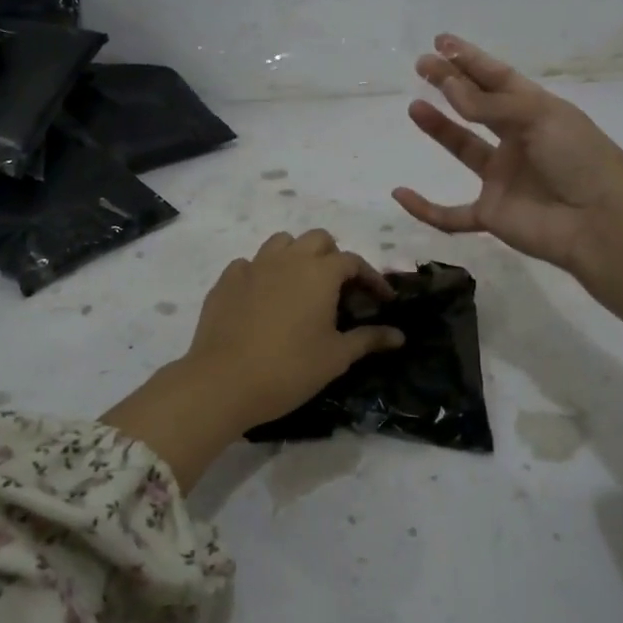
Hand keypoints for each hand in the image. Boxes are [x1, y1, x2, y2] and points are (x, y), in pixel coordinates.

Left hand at [101, 230, 401, 488]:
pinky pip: (249, 264)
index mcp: (319, 273)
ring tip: (301, 286)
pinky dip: (262, 273)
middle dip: (333, 258)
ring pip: (281, 243)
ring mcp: (253, 267)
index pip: (353, 261)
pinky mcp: (226, 281)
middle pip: (317, 240)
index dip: (371, 278)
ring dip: (297, 256)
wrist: (223, 382)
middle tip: (340, 290)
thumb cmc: (289, 369)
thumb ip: (368, 339)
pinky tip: (264, 299)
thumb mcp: (336, 357)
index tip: (381, 300)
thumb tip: (399, 335)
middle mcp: (287, 259)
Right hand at [395, 32, 622, 379]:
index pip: (498, 78)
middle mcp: (518, 140)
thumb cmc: (580, 160)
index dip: (471, 59)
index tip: (441, 43)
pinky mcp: (491, 214)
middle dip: (451, 84)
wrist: (600, 224)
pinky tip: (400, 193)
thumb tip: (449, 86)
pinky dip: (425, 208)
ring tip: (415, 107)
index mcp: (537, 112)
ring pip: (462, 149)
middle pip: (477, 108)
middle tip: (422, 65)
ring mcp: (503, 178)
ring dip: (438, 129)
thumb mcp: (540, 118)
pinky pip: (450, 214)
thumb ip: (490, 106)